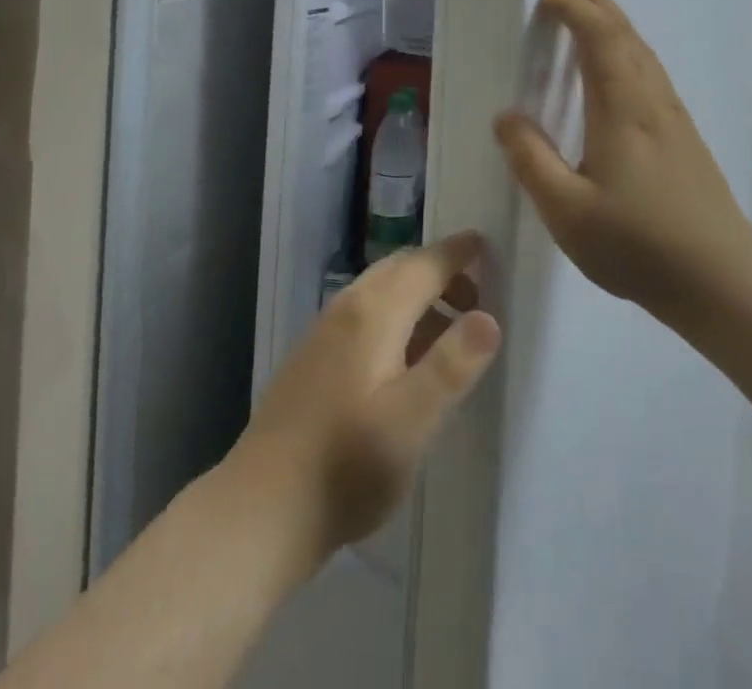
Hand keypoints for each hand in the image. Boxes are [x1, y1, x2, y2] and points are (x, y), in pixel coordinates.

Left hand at [229, 232, 501, 565]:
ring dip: (417, 294)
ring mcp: (325, 331)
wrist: (262, 509)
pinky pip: (364, 313)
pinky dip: (395, 315)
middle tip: (478, 296)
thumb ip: (452, 365)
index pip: (424, 264)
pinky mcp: (313, 357)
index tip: (485, 243)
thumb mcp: (412, 420)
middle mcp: (347, 308)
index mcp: (374, 312)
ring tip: (449, 330)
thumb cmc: (347, 464)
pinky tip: (404, 358)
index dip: (457, 253)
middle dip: (440, 272)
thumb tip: (490, 316)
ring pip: (380, 290)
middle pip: (400, 268)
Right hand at [495, 0, 751, 322]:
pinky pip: (649, 68)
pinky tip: (623, 61)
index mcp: (622, 107)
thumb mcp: (567, 210)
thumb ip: (531, 160)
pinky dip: (628, 45)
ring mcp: (672, 115)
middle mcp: (650, 98)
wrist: (722, 278)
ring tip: (592, 2)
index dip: (573, 10)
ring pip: (641, 48)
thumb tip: (507, 116)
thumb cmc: (638, 243)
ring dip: (613, 17)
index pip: (598, 38)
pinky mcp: (682, 134)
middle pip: (623, 31)